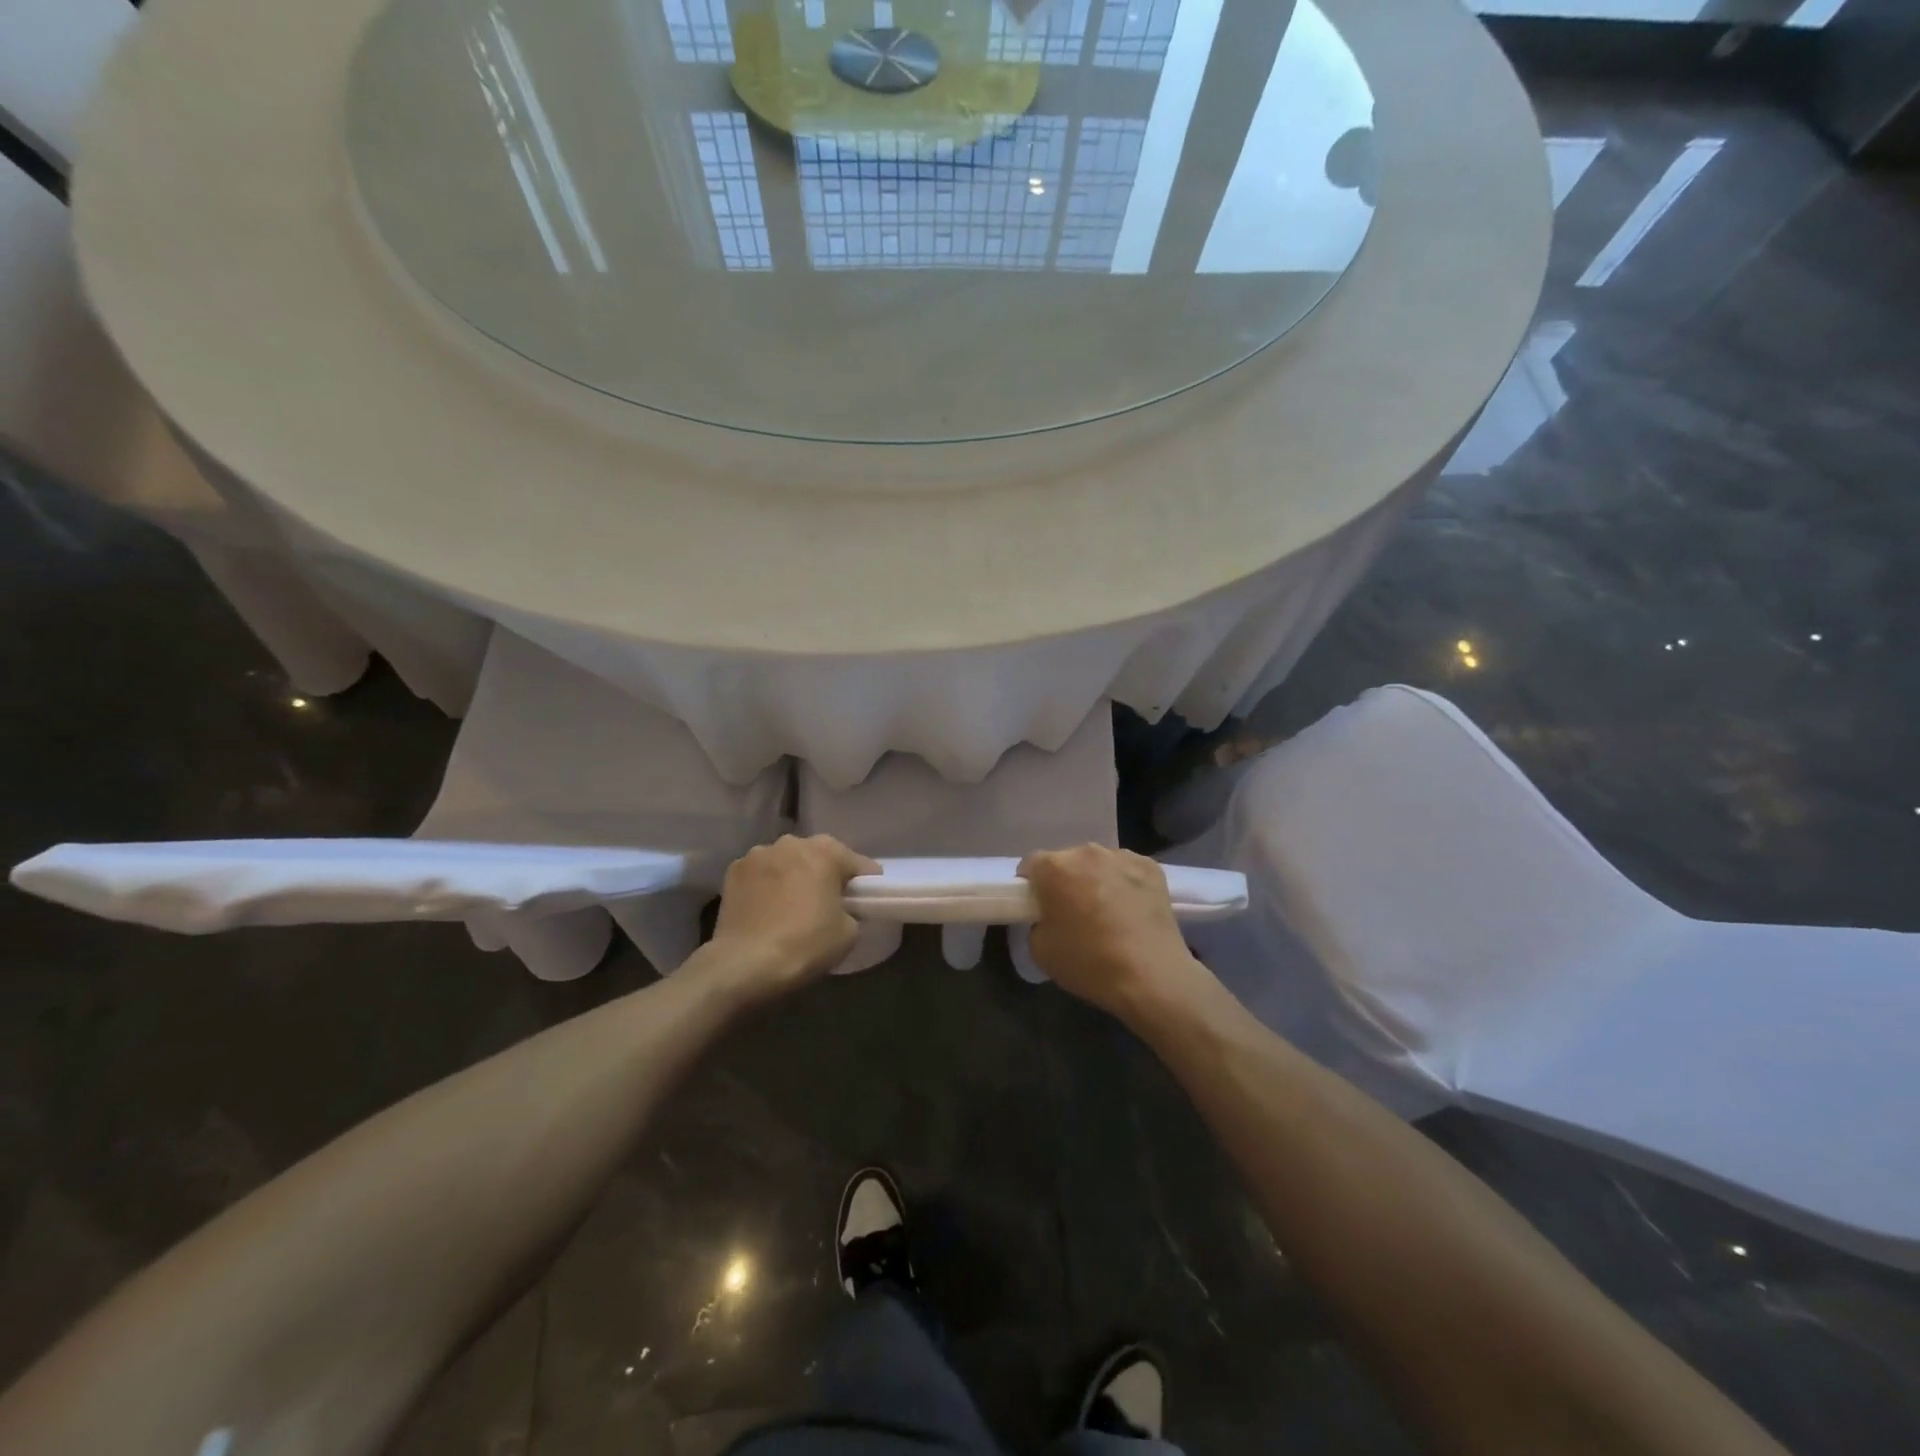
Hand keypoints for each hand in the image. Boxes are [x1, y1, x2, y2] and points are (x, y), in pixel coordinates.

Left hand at [707, 835, 880, 1000]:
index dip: (865, 883)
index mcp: (826, 851)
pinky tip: (766, 910)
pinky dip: (766, 886)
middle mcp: (792, 842)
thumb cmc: (806, 944)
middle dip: (825, 875)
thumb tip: (842, 908)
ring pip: (787, 862)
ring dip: (793, 876)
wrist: (745, 964)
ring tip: (792, 906)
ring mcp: (758, 854)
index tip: (866, 901)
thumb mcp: (849, 932)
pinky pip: (761, 874)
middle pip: (819, 856)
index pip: (857, 864)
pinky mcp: (733, 871)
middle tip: (828, 904)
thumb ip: (852, 910)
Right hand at [1018, 845, 1212, 1023]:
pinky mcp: (1151, 867)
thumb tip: (1050, 917)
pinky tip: (1132, 911)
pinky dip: (1125, 884)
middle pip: (1067, 861)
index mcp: (1054, 867)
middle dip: (1066, 881)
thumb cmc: (1088, 962)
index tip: (1038, 907)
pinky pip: (1127, 871)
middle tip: (1073, 913)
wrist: (1151, 976)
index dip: (1031, 886)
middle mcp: (1087, 852)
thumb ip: (1037, 922)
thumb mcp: (1040, 950)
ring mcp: (1122, 857)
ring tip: (1108, 913)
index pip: (1031, 864)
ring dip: (1096, 880)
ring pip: (1099, 864)